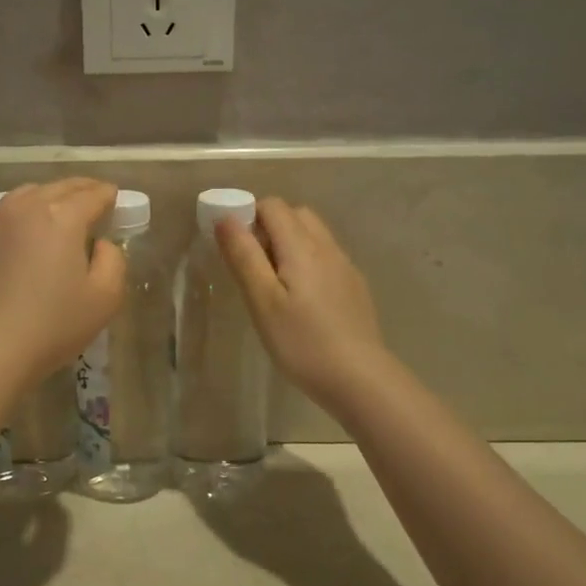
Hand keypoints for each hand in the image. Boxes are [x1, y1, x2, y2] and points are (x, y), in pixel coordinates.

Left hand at [0, 178, 125, 387]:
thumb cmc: (52, 325)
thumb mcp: (105, 298)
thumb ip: (113, 260)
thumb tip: (100, 244)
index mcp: (63, 216)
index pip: (93, 194)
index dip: (108, 195)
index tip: (116, 199)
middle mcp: (27, 206)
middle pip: (60, 187)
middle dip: (82, 190)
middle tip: (95, 199)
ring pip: (27, 193)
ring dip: (48, 195)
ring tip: (59, 209)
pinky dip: (14, 209)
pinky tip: (17, 222)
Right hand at [216, 198, 387, 418]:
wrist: (359, 379)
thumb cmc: (301, 341)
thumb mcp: (262, 301)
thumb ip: (244, 256)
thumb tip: (226, 218)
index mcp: (302, 246)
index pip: (273, 206)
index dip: (248, 215)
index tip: (234, 245)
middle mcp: (327, 247)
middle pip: (296, 215)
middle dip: (269, 226)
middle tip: (252, 264)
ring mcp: (345, 266)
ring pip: (314, 235)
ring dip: (289, 243)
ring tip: (275, 282)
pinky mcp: (354, 286)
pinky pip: (326, 257)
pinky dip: (307, 261)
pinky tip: (302, 299)